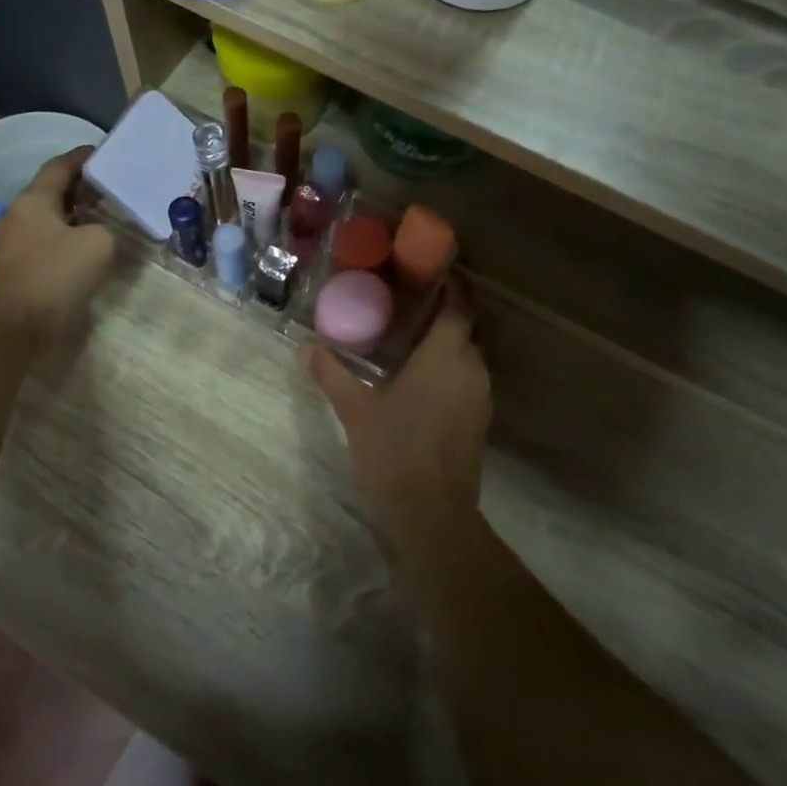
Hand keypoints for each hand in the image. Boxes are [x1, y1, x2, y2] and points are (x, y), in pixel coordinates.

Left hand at [0, 146, 115, 356]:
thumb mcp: (98, 244)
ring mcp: (14, 243)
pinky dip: (69, 237)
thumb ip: (108, 228)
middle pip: (53, 191)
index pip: (60, 166)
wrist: (16, 328)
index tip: (106, 153)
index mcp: (33, 200)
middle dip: (83, 187)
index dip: (83, 157)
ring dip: (77, 215)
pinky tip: (90, 247)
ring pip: (50, 218)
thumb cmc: (55, 276)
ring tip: (107, 216)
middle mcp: (19, 215)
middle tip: (114, 187)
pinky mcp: (18, 268)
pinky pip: (48, 241)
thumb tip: (105, 232)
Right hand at [306, 280, 490, 548]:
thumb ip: (332, 373)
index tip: (437, 272)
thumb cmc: (394, 449)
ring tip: (412, 343)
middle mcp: (471, 369)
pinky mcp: (479, 422)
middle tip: (409, 308)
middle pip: (463, 331)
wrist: (432, 512)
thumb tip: (306, 346)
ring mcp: (480, 398)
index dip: (453, 287)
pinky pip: (467, 382)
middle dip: (443, 317)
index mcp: (446, 355)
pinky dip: (450, 373)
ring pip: (467, 359)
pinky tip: (422, 383)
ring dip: (446, 347)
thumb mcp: (356, 409)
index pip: (459, 307)